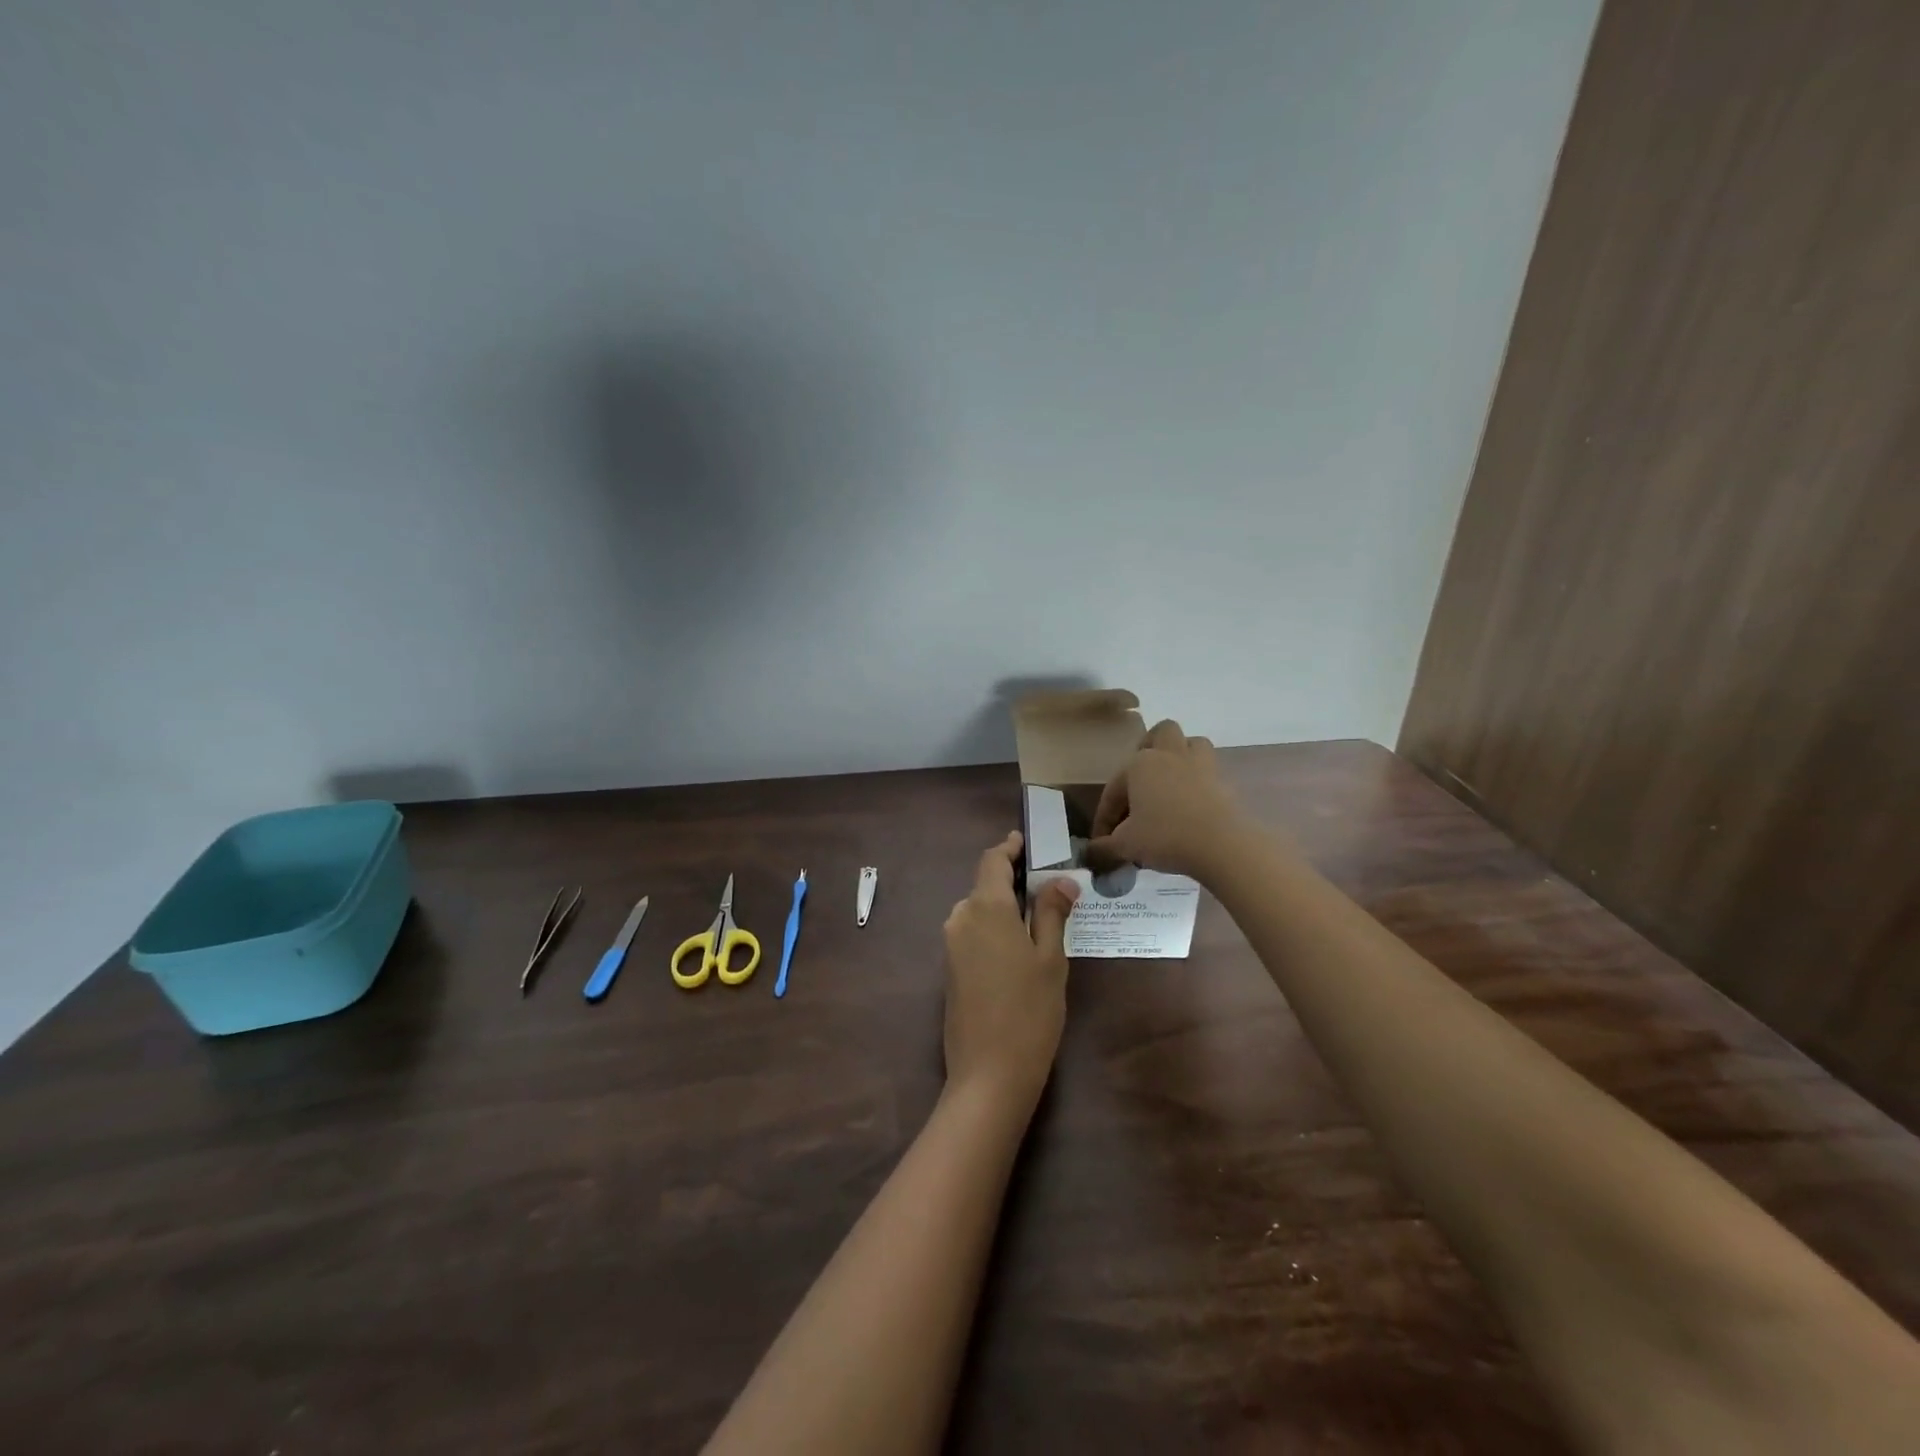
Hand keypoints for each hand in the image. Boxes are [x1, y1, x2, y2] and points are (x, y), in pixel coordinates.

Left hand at [942, 832, 1079, 1106]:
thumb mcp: (1050, 958)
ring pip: (978, 910)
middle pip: (985, 886)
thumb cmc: (1030, 1011)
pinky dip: (994, 928)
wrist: (988, 1074)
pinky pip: (972, 933)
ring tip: (1039, 916)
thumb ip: (1051, 913)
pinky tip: (1018, 946)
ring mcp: (951, 945)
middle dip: (1012, 881)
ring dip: (1004, 907)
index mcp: (985, 908)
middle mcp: (961, 918)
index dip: (1009, 848)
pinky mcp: (949, 969)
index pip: (992, 861)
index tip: (1026, 842)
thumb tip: (1061, 881)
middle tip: (1048, 886)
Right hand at [1087, 719, 1249, 881]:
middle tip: (1141, 781)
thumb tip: (1091, 854)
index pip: (1114, 790)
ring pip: (1191, 744)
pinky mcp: (1223, 781)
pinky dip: (1199, 782)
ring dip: (1180, 756)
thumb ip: (1104, 848)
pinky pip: (1209, 771)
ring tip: (1171, 783)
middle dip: (1150, 749)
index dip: (1104, 817)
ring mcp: (1201, 765)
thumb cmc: (1165, 837)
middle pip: (1161, 733)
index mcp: (1139, 764)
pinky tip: (1191, 806)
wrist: (1222, 846)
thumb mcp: (1126, 846)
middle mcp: (1169, 755)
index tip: (1102, 842)